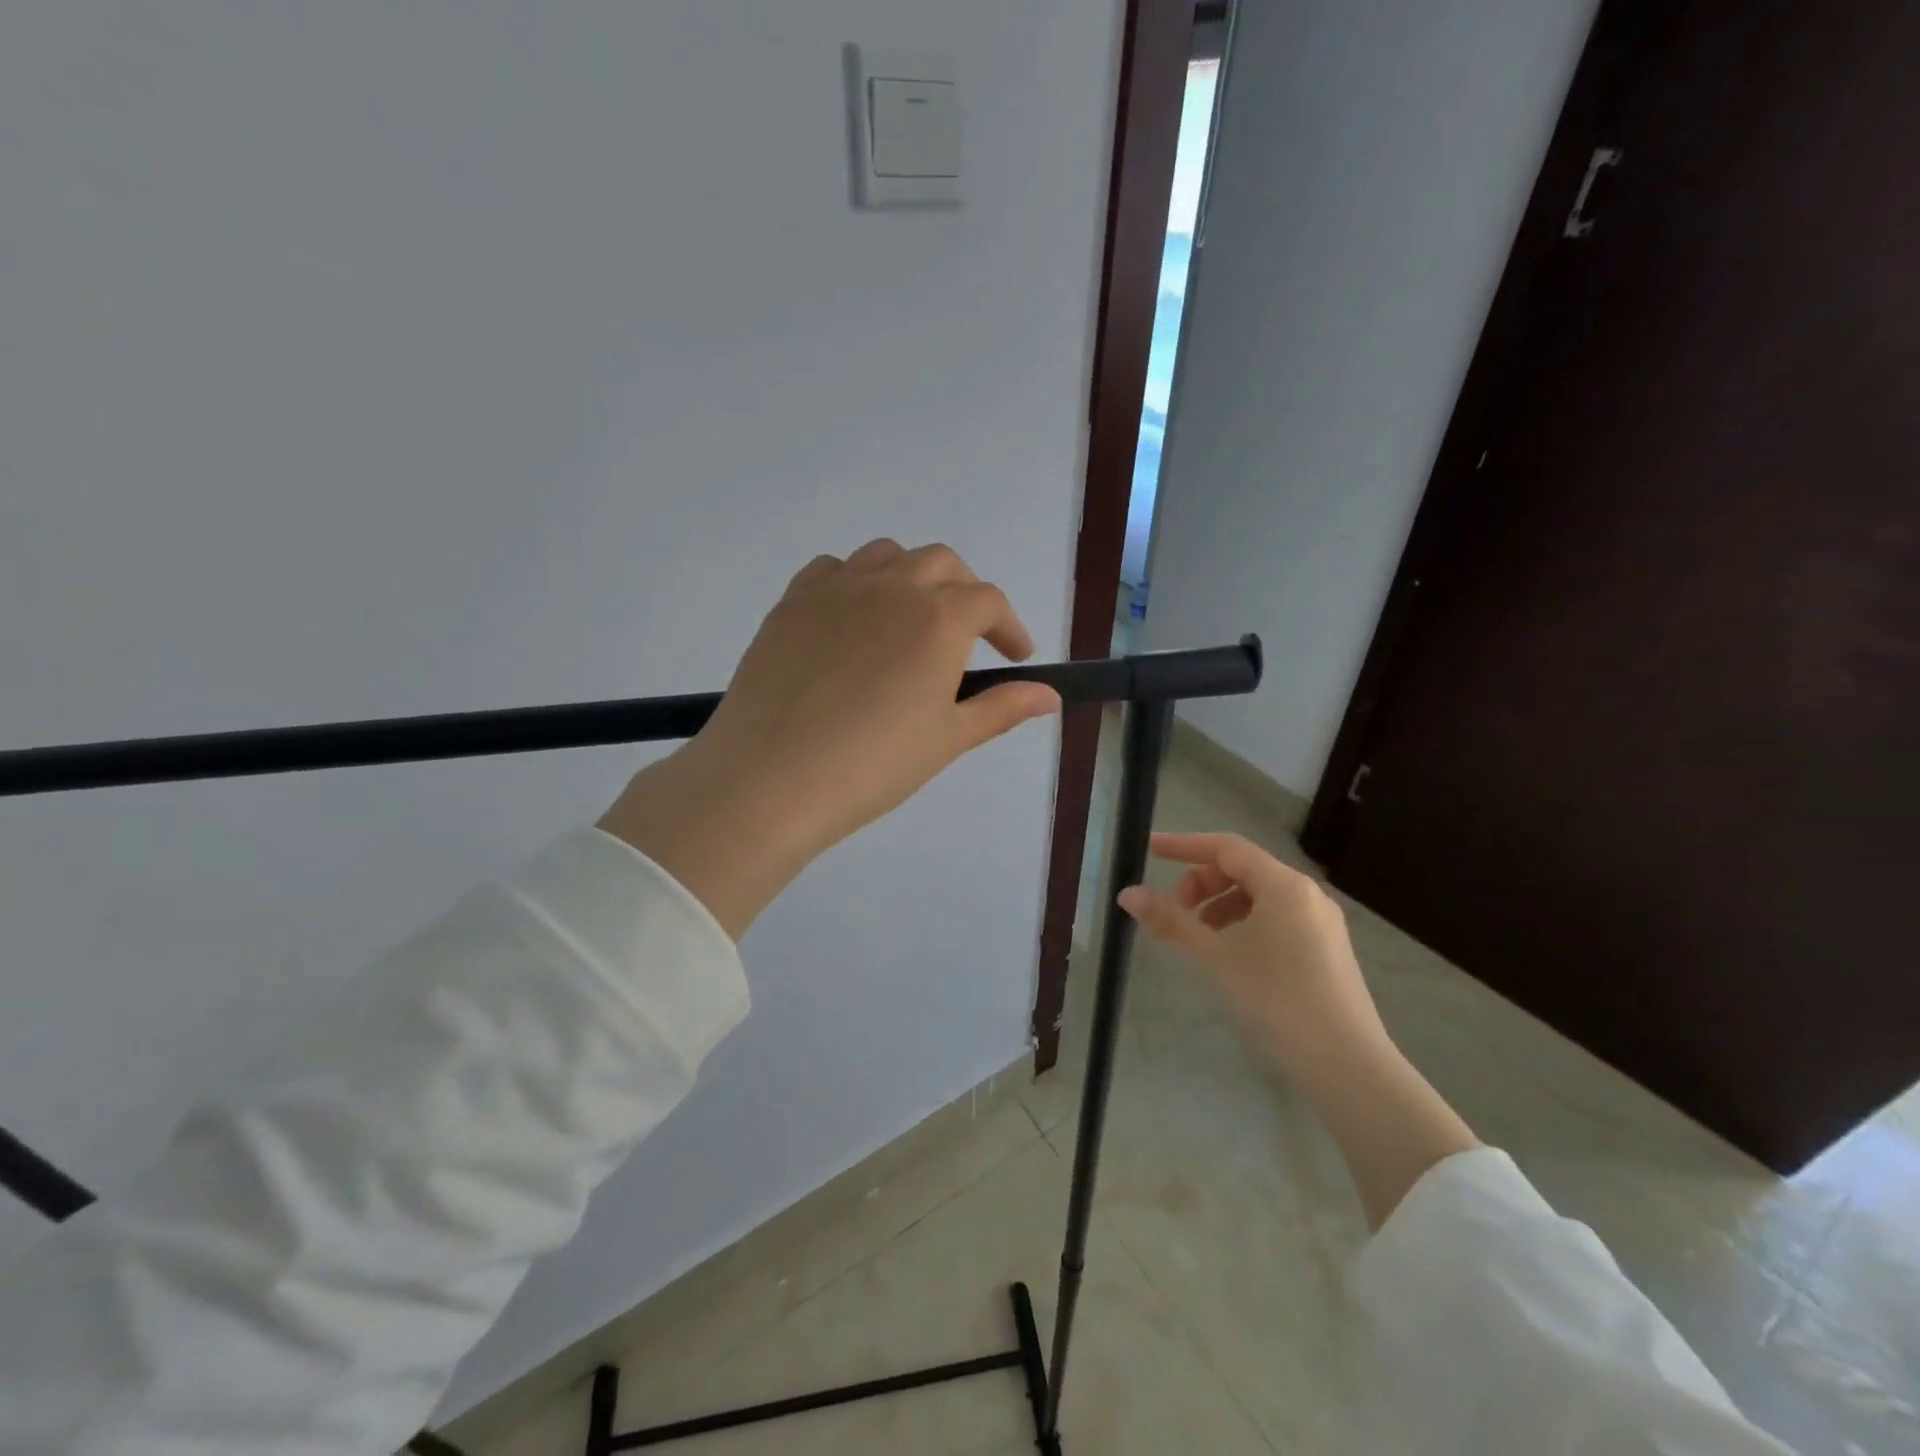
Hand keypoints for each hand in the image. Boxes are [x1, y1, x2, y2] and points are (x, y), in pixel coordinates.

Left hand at [600, 540, 1060, 937]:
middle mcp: (890, 586)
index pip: (988, 601)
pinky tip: (852, 620)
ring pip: (885, 556)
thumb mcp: (948, 738)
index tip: (1015, 657)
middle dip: (964, 592)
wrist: (772, 778)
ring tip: (909, 621)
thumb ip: (1002, 707)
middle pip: (941, 563)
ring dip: (910, 577)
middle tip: (966, 637)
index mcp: (938, 617)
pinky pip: (831, 570)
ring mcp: (834, 589)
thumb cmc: (873, 764)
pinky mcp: (790, 603)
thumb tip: (1050, 696)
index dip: (1009, 627)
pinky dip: (854, 582)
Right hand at [1118, 832, 1391, 1092]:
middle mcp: (1306, 894)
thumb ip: (1170, 921)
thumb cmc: (1276, 999)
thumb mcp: (1215, 956)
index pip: (1225, 847)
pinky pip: (1277, 918)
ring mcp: (1321, 922)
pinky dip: (1244, 923)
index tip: (1150, 851)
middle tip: (1174, 912)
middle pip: (1242, 870)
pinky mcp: (1327, 949)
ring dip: (1221, 906)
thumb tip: (1128, 894)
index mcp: (1283, 884)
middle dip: (1201, 884)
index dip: (1184, 845)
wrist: (1346, 1064)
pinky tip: (1231, 955)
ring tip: (1199, 938)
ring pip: (1259, 896)